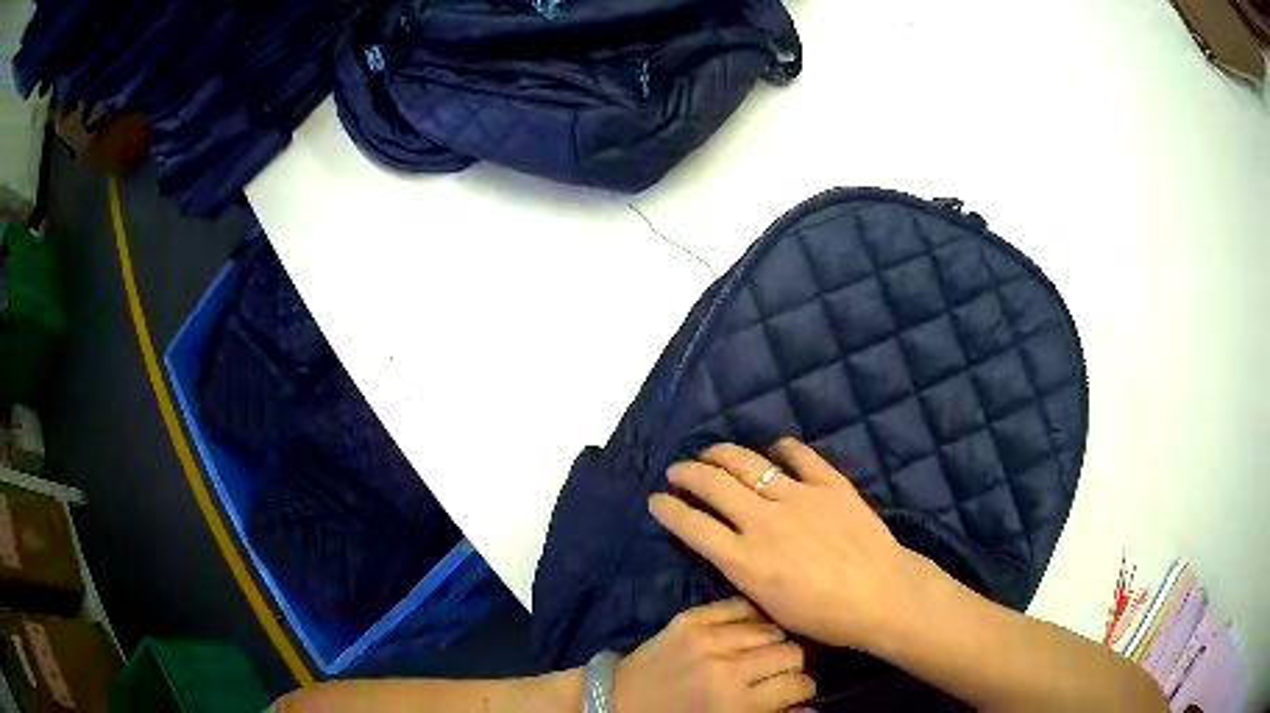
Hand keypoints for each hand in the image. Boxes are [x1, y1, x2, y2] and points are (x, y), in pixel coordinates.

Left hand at [612, 598, 813, 712]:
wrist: (617, 702)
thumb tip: (808, 705)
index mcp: (736, 704)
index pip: (798, 684)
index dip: (803, 689)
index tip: (795, 691)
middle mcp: (727, 667)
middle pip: (791, 652)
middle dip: (791, 665)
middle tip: (778, 672)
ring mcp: (707, 638)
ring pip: (771, 627)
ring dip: (773, 642)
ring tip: (761, 652)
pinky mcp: (689, 618)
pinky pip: (739, 605)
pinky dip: (750, 617)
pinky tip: (747, 630)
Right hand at [649, 439, 940, 653]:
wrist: (881, 595)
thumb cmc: (825, 617)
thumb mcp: (770, 607)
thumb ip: (744, 573)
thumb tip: (730, 548)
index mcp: (745, 559)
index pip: (692, 525)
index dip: (668, 509)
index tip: (656, 500)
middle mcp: (763, 521)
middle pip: (713, 485)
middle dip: (687, 473)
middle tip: (677, 470)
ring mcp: (798, 498)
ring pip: (749, 464)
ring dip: (722, 454)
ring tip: (711, 452)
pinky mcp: (829, 485)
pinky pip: (801, 456)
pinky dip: (784, 449)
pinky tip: (776, 449)